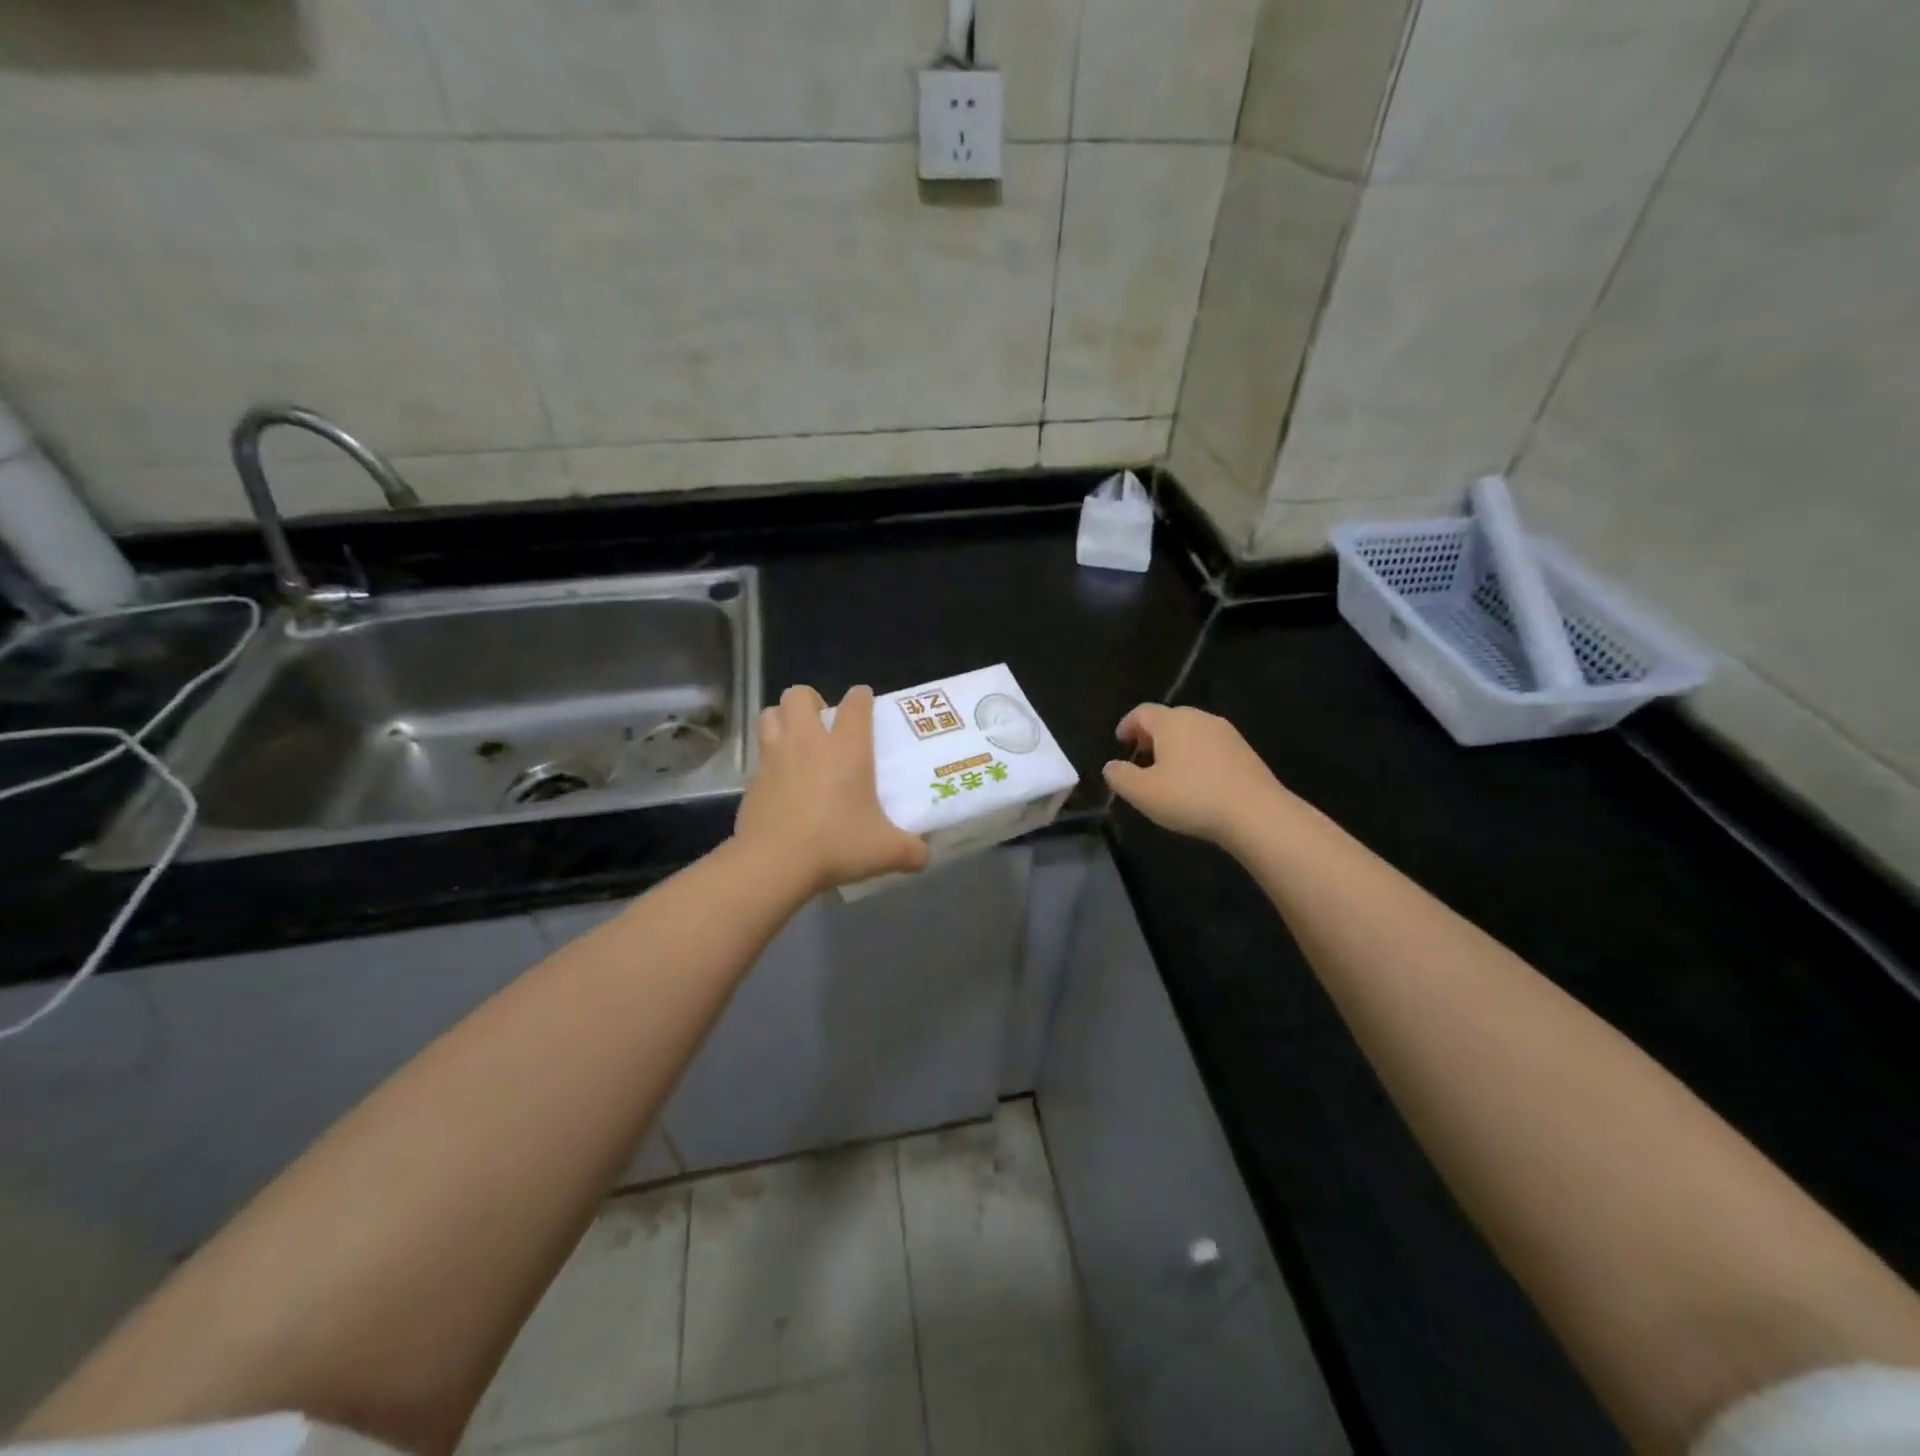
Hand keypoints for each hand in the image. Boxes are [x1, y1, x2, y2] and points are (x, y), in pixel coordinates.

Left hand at [734, 684, 928, 895]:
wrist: (774, 863)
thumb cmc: (835, 845)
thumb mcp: (886, 851)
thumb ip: (911, 850)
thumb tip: (923, 855)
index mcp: (847, 748)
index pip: (856, 703)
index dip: (861, 697)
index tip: (866, 704)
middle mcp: (808, 741)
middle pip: (799, 695)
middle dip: (811, 701)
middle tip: (823, 724)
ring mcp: (775, 756)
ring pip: (771, 714)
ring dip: (783, 719)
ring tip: (797, 742)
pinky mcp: (752, 778)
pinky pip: (760, 753)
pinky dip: (770, 758)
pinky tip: (781, 781)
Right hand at [1102, 703, 1286, 848]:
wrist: (1256, 813)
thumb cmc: (1191, 797)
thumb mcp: (1143, 793)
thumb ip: (1120, 777)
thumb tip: (1111, 766)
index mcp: (1171, 722)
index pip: (1142, 712)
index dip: (1127, 725)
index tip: (1120, 741)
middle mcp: (1199, 718)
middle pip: (1168, 719)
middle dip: (1151, 735)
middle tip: (1141, 757)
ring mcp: (1226, 733)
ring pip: (1191, 732)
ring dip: (1175, 746)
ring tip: (1167, 772)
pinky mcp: (1245, 751)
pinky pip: (1210, 746)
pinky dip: (1196, 756)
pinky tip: (1196, 781)